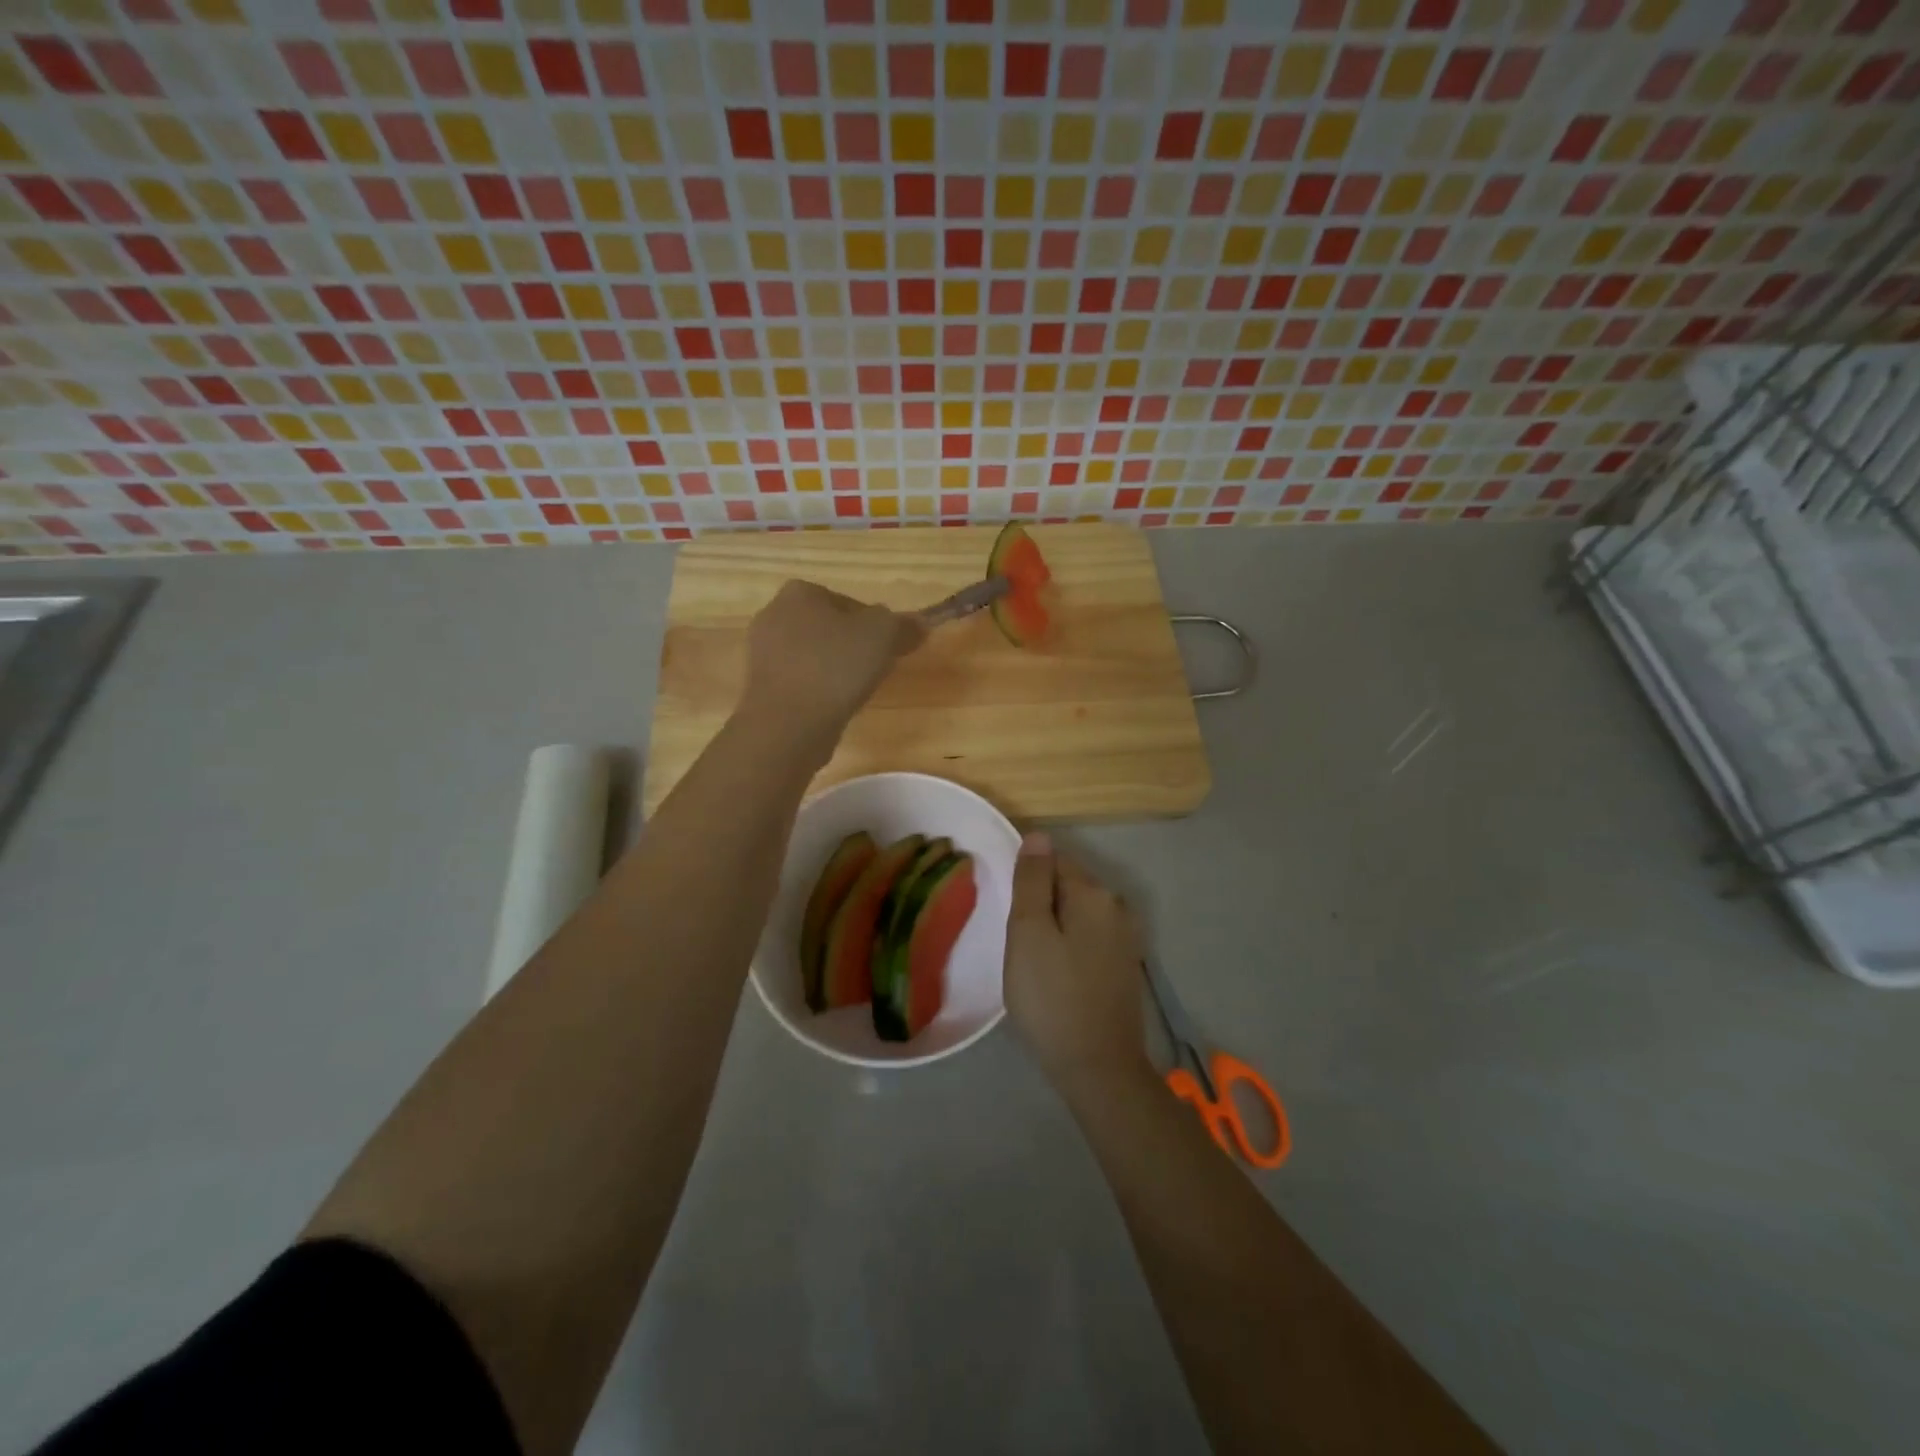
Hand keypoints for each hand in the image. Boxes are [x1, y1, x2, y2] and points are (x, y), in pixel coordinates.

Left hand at [740, 580, 924, 740]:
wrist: (787, 724)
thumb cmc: (835, 668)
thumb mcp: (883, 636)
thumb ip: (904, 625)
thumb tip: (919, 624)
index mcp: (799, 592)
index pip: (850, 604)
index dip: (874, 626)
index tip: (888, 650)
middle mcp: (773, 615)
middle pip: (829, 629)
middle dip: (852, 647)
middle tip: (875, 670)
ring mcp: (761, 653)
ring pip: (813, 656)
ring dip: (834, 670)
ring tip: (854, 692)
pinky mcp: (760, 686)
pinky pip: (799, 681)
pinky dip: (817, 690)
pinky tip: (831, 707)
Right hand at [1004, 833, 1152, 1091]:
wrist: (1098, 1068)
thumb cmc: (1052, 997)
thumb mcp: (1028, 933)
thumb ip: (1031, 881)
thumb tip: (1038, 835)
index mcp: (1094, 893)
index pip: (1053, 861)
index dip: (1025, 882)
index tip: (1009, 915)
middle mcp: (1117, 907)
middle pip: (1067, 886)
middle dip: (1040, 904)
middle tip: (1016, 943)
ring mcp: (1125, 938)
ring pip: (1076, 914)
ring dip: (1053, 927)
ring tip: (1032, 962)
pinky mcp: (1124, 966)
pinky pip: (1088, 938)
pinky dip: (1069, 947)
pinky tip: (1056, 975)